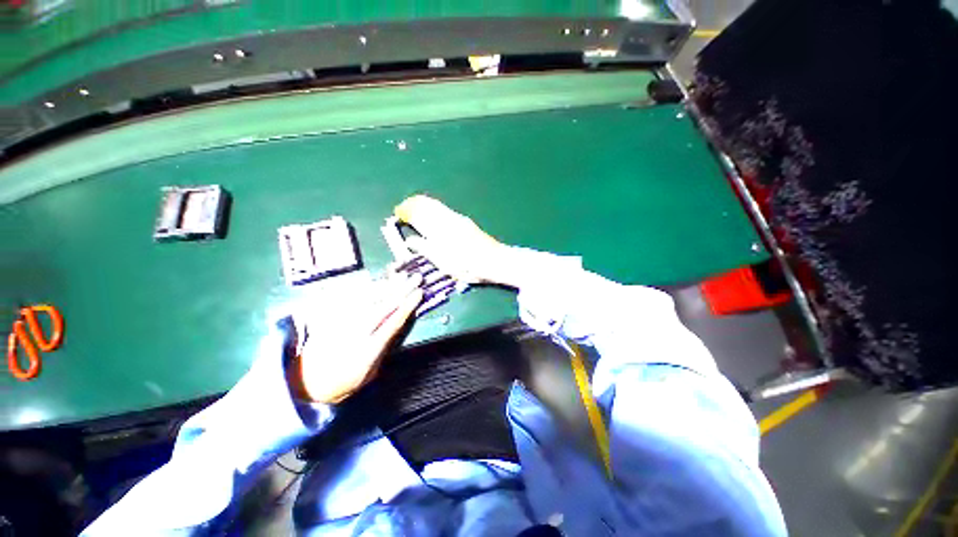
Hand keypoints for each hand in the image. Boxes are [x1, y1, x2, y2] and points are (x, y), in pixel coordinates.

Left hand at [289, 272, 423, 403]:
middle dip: (402, 290)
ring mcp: (341, 323)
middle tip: (416, 277)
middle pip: (383, 306)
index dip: (408, 306)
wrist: (303, 384)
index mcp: (367, 350)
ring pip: (367, 299)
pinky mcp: (331, 317)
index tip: (419, 293)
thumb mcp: (369, 374)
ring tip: (400, 276)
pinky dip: (365, 288)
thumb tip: (395, 327)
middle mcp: (355, 333)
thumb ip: (383, 349)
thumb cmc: (342, 383)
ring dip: (387, 285)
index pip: (393, 322)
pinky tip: (375, 281)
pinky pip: (350, 298)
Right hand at [394, 195, 517, 285]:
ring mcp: (457, 218)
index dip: (406, 212)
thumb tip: (411, 240)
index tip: (397, 215)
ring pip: (435, 205)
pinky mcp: (464, 221)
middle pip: (426, 204)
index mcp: (439, 228)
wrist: (493, 260)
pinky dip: (432, 209)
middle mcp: (447, 218)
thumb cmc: (467, 265)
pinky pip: (443, 209)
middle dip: (412, 204)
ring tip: (414, 210)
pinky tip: (431, 216)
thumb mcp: (443, 262)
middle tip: (403, 210)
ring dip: (422, 205)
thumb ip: (425, 249)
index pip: (417, 213)